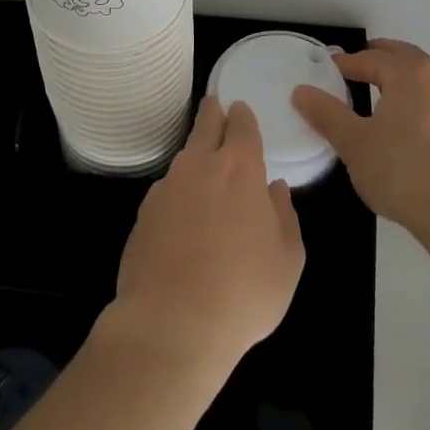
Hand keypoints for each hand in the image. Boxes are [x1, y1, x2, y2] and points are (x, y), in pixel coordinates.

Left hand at [104, 97, 305, 377]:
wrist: (172, 324)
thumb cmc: (243, 291)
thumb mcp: (287, 259)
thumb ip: (285, 216)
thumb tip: (275, 188)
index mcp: (239, 168)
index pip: (242, 126)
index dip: (243, 116)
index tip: (240, 108)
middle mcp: (199, 166)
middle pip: (205, 126)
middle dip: (212, 114)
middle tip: (214, 105)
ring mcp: (166, 188)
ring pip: (184, 159)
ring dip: (195, 155)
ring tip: (203, 164)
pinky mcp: (143, 214)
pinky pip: (167, 192)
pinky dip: (178, 192)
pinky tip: (183, 215)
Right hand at [292, 38, 429, 239]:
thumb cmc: (405, 173)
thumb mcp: (355, 145)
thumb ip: (326, 115)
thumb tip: (301, 91)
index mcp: (408, 74)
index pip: (369, 58)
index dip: (345, 63)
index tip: (326, 71)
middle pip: (403, 57)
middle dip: (377, 58)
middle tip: (355, 67)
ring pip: (425, 77)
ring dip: (401, 77)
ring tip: (381, 93)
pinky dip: (419, 99)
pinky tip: (410, 124)